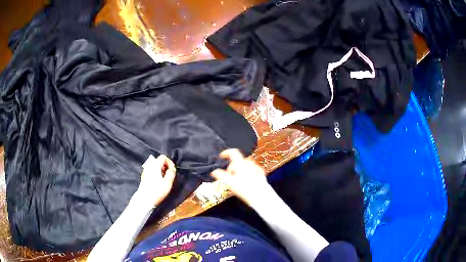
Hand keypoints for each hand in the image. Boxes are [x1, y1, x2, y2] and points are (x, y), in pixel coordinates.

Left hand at [137, 155, 176, 206]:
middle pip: (159, 161)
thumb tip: (172, 168)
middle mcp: (149, 166)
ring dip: (161, 170)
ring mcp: (145, 171)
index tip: (172, 170)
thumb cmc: (157, 191)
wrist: (144, 199)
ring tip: (165, 179)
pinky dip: (157, 173)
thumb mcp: (168, 182)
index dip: (170, 162)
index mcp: (155, 165)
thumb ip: (171, 173)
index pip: (163, 157)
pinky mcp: (144, 176)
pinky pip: (152, 171)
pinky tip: (158, 182)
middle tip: (169, 175)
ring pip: (155, 166)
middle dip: (166, 166)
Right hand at [211, 149, 270, 206]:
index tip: (221, 157)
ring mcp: (257, 167)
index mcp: (241, 163)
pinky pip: (251, 170)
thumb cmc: (244, 188)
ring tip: (238, 181)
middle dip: (232, 168)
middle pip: (238, 161)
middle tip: (230, 178)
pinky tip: (247, 182)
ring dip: (239, 171)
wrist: (261, 195)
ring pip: (244, 166)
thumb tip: (214, 171)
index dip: (226, 153)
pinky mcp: (261, 173)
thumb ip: (221, 175)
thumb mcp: (230, 182)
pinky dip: (247, 173)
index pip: (233, 152)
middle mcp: (250, 162)